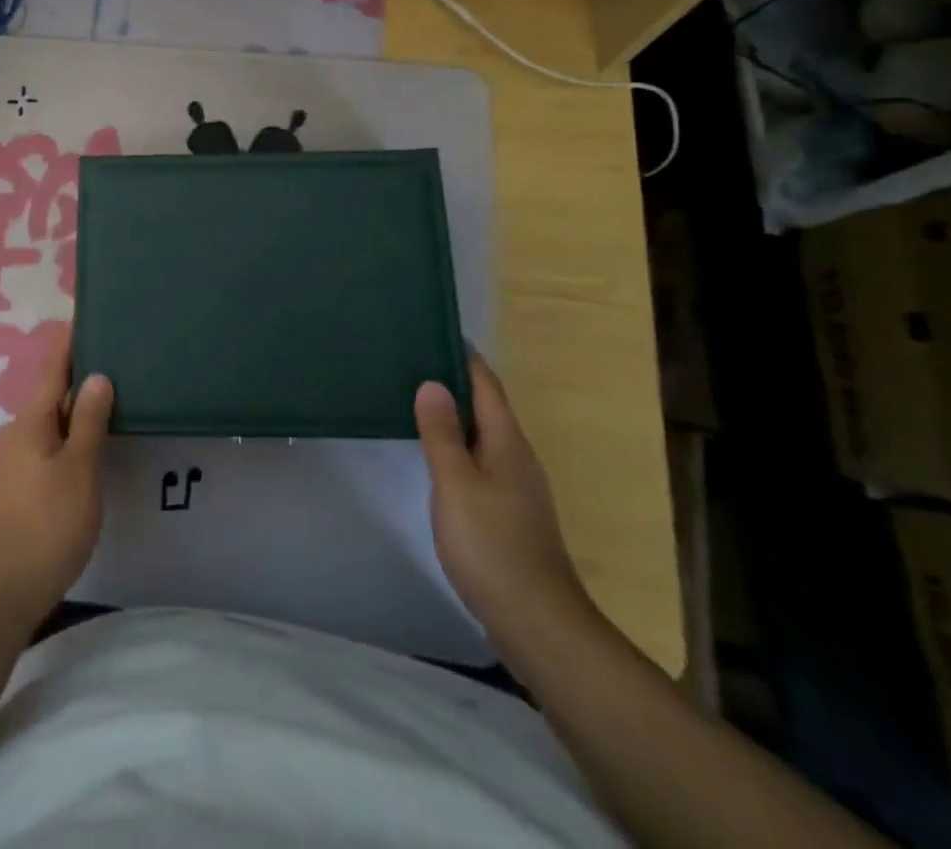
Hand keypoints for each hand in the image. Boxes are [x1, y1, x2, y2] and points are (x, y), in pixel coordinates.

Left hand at [0, 340, 112, 619]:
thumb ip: (88, 421)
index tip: (86, 315)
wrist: (3, 591)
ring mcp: (18, 462)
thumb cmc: (46, 523)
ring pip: (51, 419)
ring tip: (110, 390)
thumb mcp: (78, 469)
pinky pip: (51, 443)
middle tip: (113, 351)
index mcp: (32, 421)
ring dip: (75, 402)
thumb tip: (97, 375)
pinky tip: (90, 440)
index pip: (52, 367)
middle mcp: (20, 433)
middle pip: (50, 391)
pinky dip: (71, 430)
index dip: (69, 341)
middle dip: (77, 369)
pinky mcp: (23, 487)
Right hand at [415, 354, 596, 652]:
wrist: (536, 621)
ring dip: (456, 415)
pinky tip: (437, 454)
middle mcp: (517, 457)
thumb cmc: (491, 543)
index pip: (486, 385)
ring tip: (418, 399)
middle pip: (487, 407)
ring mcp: (517, 488)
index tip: (437, 328)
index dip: (464, 357)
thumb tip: (432, 383)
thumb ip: (442, 432)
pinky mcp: (510, 514)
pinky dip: (458, 445)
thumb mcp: (456, 482)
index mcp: (507, 442)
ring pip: (484, 435)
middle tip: (414, 359)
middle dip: (455, 382)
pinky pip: (481, 461)